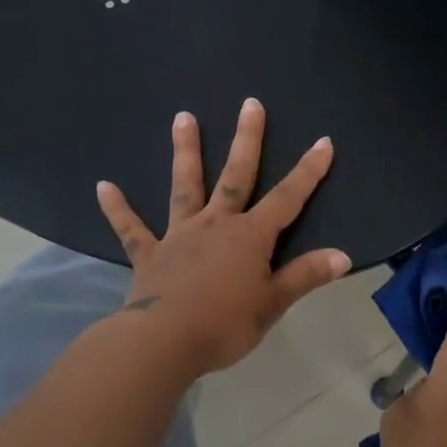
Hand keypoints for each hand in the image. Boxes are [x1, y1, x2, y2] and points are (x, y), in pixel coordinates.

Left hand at [95, 98, 350, 377]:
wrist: (164, 342)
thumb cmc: (225, 324)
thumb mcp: (273, 303)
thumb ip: (305, 276)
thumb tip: (343, 256)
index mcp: (250, 236)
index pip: (287, 198)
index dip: (308, 171)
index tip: (323, 141)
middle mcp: (215, 224)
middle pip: (236, 176)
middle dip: (246, 140)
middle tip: (250, 104)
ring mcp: (179, 235)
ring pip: (185, 186)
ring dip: (185, 152)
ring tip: (183, 117)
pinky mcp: (149, 254)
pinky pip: (131, 229)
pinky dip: (118, 209)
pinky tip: (103, 187)